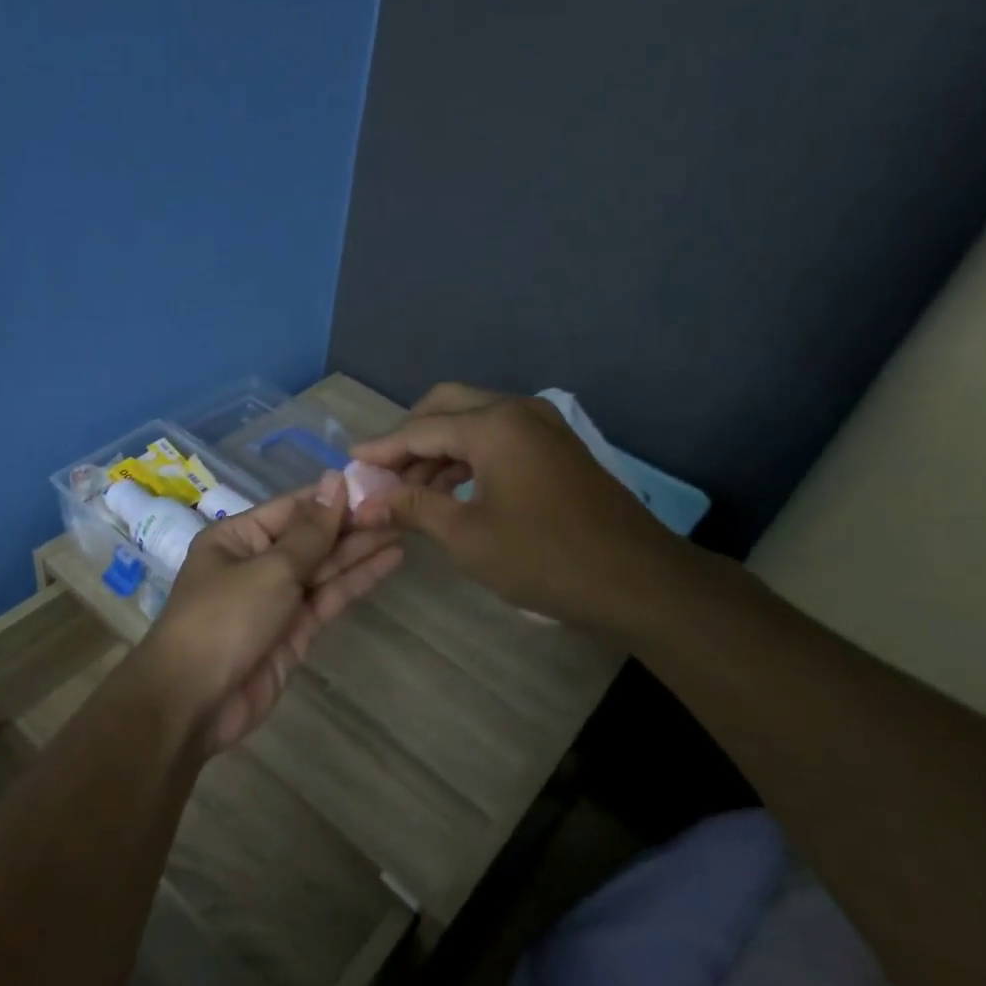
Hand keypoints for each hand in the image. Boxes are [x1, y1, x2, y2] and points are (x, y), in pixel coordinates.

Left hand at [138, 473, 401, 751]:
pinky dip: (356, 580)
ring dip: (360, 549)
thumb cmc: (225, 618)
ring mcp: (277, 599)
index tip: (375, 483)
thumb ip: (311, 531)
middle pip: (310, 537)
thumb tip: (334, 480)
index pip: (292, 508)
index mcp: (237, 538)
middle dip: (351, 523)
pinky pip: (328, 597)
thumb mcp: (270, 568)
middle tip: (400, 506)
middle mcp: (256, 563)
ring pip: (324, 567)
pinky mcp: (295, 631)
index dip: (332, 497)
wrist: (195, 701)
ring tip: (403, 527)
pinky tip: (388, 561)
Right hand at [349, 383, 687, 629]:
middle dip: (409, 437)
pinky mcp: (556, 446)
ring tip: (410, 490)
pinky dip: (468, 456)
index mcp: (493, 425)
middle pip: (445, 407)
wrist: (636, 579)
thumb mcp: (466, 536)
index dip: (381, 449)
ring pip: (473, 421)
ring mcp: (542, 425)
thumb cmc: (543, 557)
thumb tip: (363, 503)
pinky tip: (451, 490)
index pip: (420, 428)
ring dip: (438, 449)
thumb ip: (411, 508)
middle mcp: (517, 410)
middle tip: (383, 473)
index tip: (349, 464)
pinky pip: (498, 437)